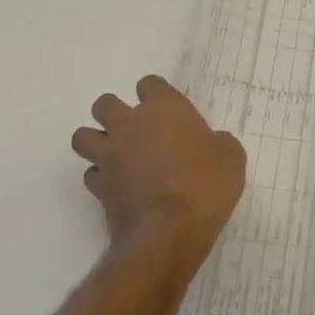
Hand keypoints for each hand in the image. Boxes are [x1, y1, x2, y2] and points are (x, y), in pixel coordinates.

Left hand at [71, 76, 245, 260]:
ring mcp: (109, 156)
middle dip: (115, 113)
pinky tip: (118, 186)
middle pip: (105, 104)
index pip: (149, 84)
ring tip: (117, 155)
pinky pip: (91, 174)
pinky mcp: (98, 188)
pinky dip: (101, 177)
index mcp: (164, 109)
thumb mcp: (231, 156)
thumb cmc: (206, 184)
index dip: (157, 95)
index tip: (169, 111)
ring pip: (83, 136)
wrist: (170, 230)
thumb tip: (210, 145)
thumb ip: (216, 142)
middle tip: (137, 131)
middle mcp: (129, 125)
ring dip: (97, 142)